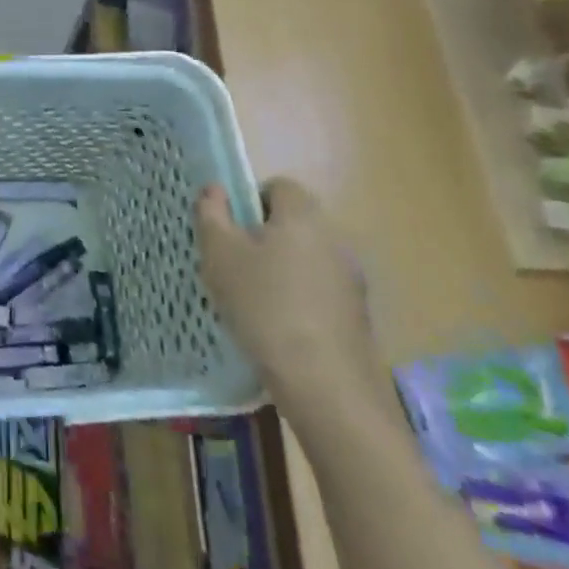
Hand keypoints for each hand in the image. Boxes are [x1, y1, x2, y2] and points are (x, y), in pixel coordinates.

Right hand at [197, 179, 385, 419]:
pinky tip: (277, 328)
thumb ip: (211, 214)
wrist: (324, 382)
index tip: (229, 231)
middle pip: (293, 223)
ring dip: (281, 271)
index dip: (250, 201)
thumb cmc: (264, 305)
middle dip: (262, 238)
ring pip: (306, 258)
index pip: (278, 186)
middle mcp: (334, 238)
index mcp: (302, 215)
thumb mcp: (219, 255)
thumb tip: (214, 189)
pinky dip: (299, 300)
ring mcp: (351, 278)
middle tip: (233, 266)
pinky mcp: (357, 314)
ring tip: (251, 301)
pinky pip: (319, 291)